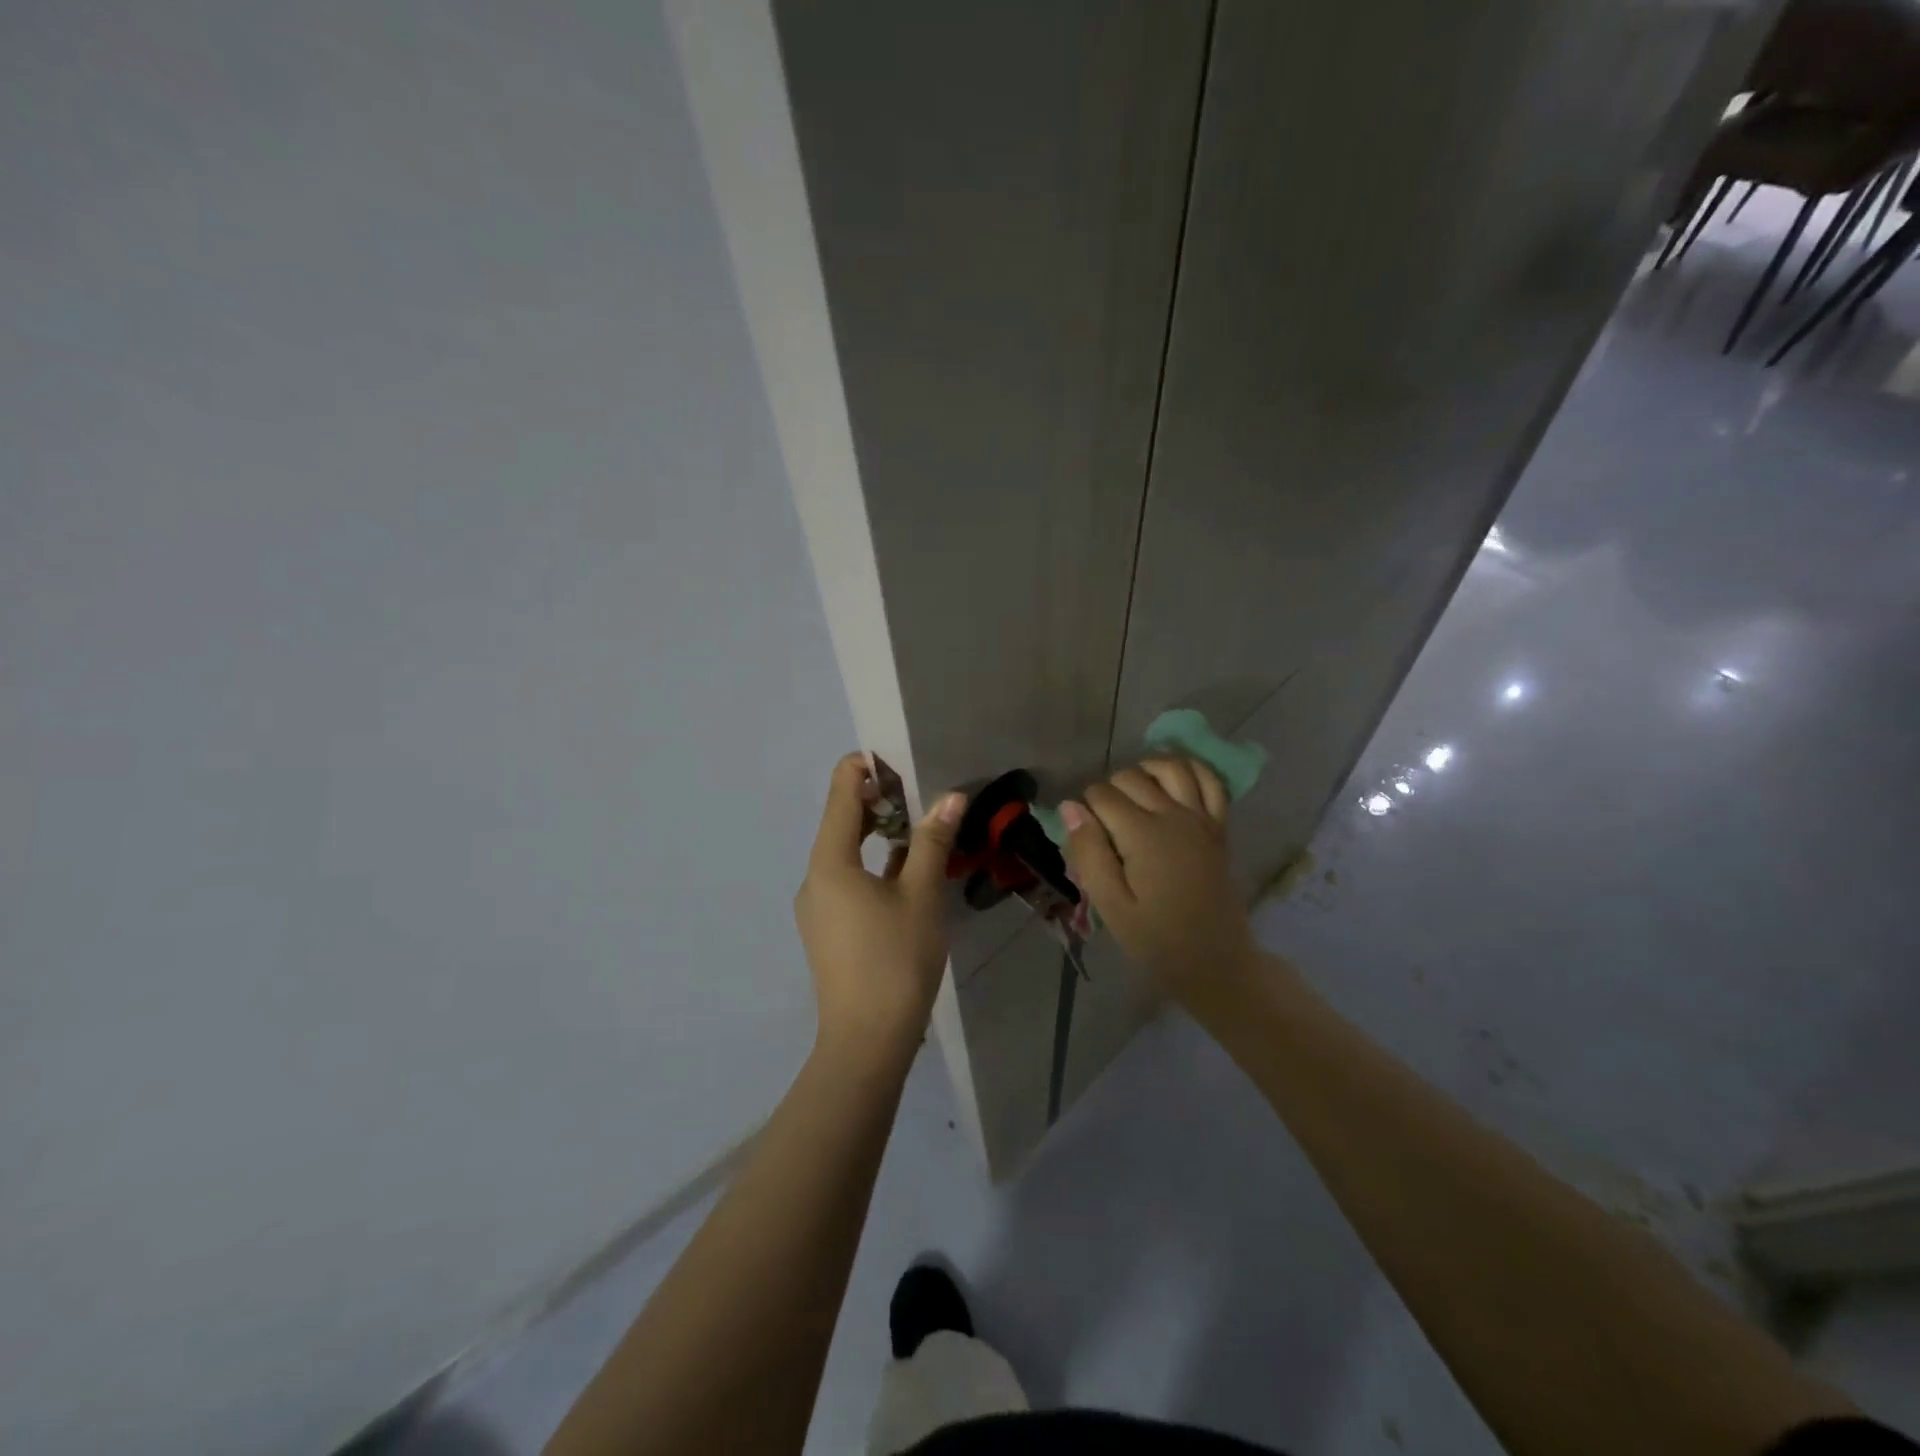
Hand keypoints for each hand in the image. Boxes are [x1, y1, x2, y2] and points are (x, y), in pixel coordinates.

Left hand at [794, 753, 964, 1056]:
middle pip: (842, 820)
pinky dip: (875, 867)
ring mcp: (817, 905)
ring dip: (881, 836)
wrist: (867, 1042)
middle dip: (881, 802)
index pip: (841, 790)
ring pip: (847, 853)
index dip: (868, 766)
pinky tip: (909, 876)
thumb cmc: (895, 960)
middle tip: (925, 796)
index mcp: (829, 860)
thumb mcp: (921, 895)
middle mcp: (814, 876)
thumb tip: (950, 797)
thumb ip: (932, 841)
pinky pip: (848, 880)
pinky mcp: (828, 929)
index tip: (904, 761)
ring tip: (924, 832)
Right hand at [1061, 757, 1256, 996]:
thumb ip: (1089, 852)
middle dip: (1109, 791)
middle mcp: (1173, 815)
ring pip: (1172, 767)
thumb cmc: (1156, 940)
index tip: (1085, 837)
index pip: (1102, 795)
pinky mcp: (1219, 828)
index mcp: (1143, 835)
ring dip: (1146, 770)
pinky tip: (1173, 780)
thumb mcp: (1111, 905)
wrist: (1216, 962)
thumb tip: (1070, 806)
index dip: (1085, 808)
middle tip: (1104, 827)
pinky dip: (1192, 770)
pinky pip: (1212, 782)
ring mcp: (1201, 818)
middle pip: (1132, 776)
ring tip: (1132, 793)